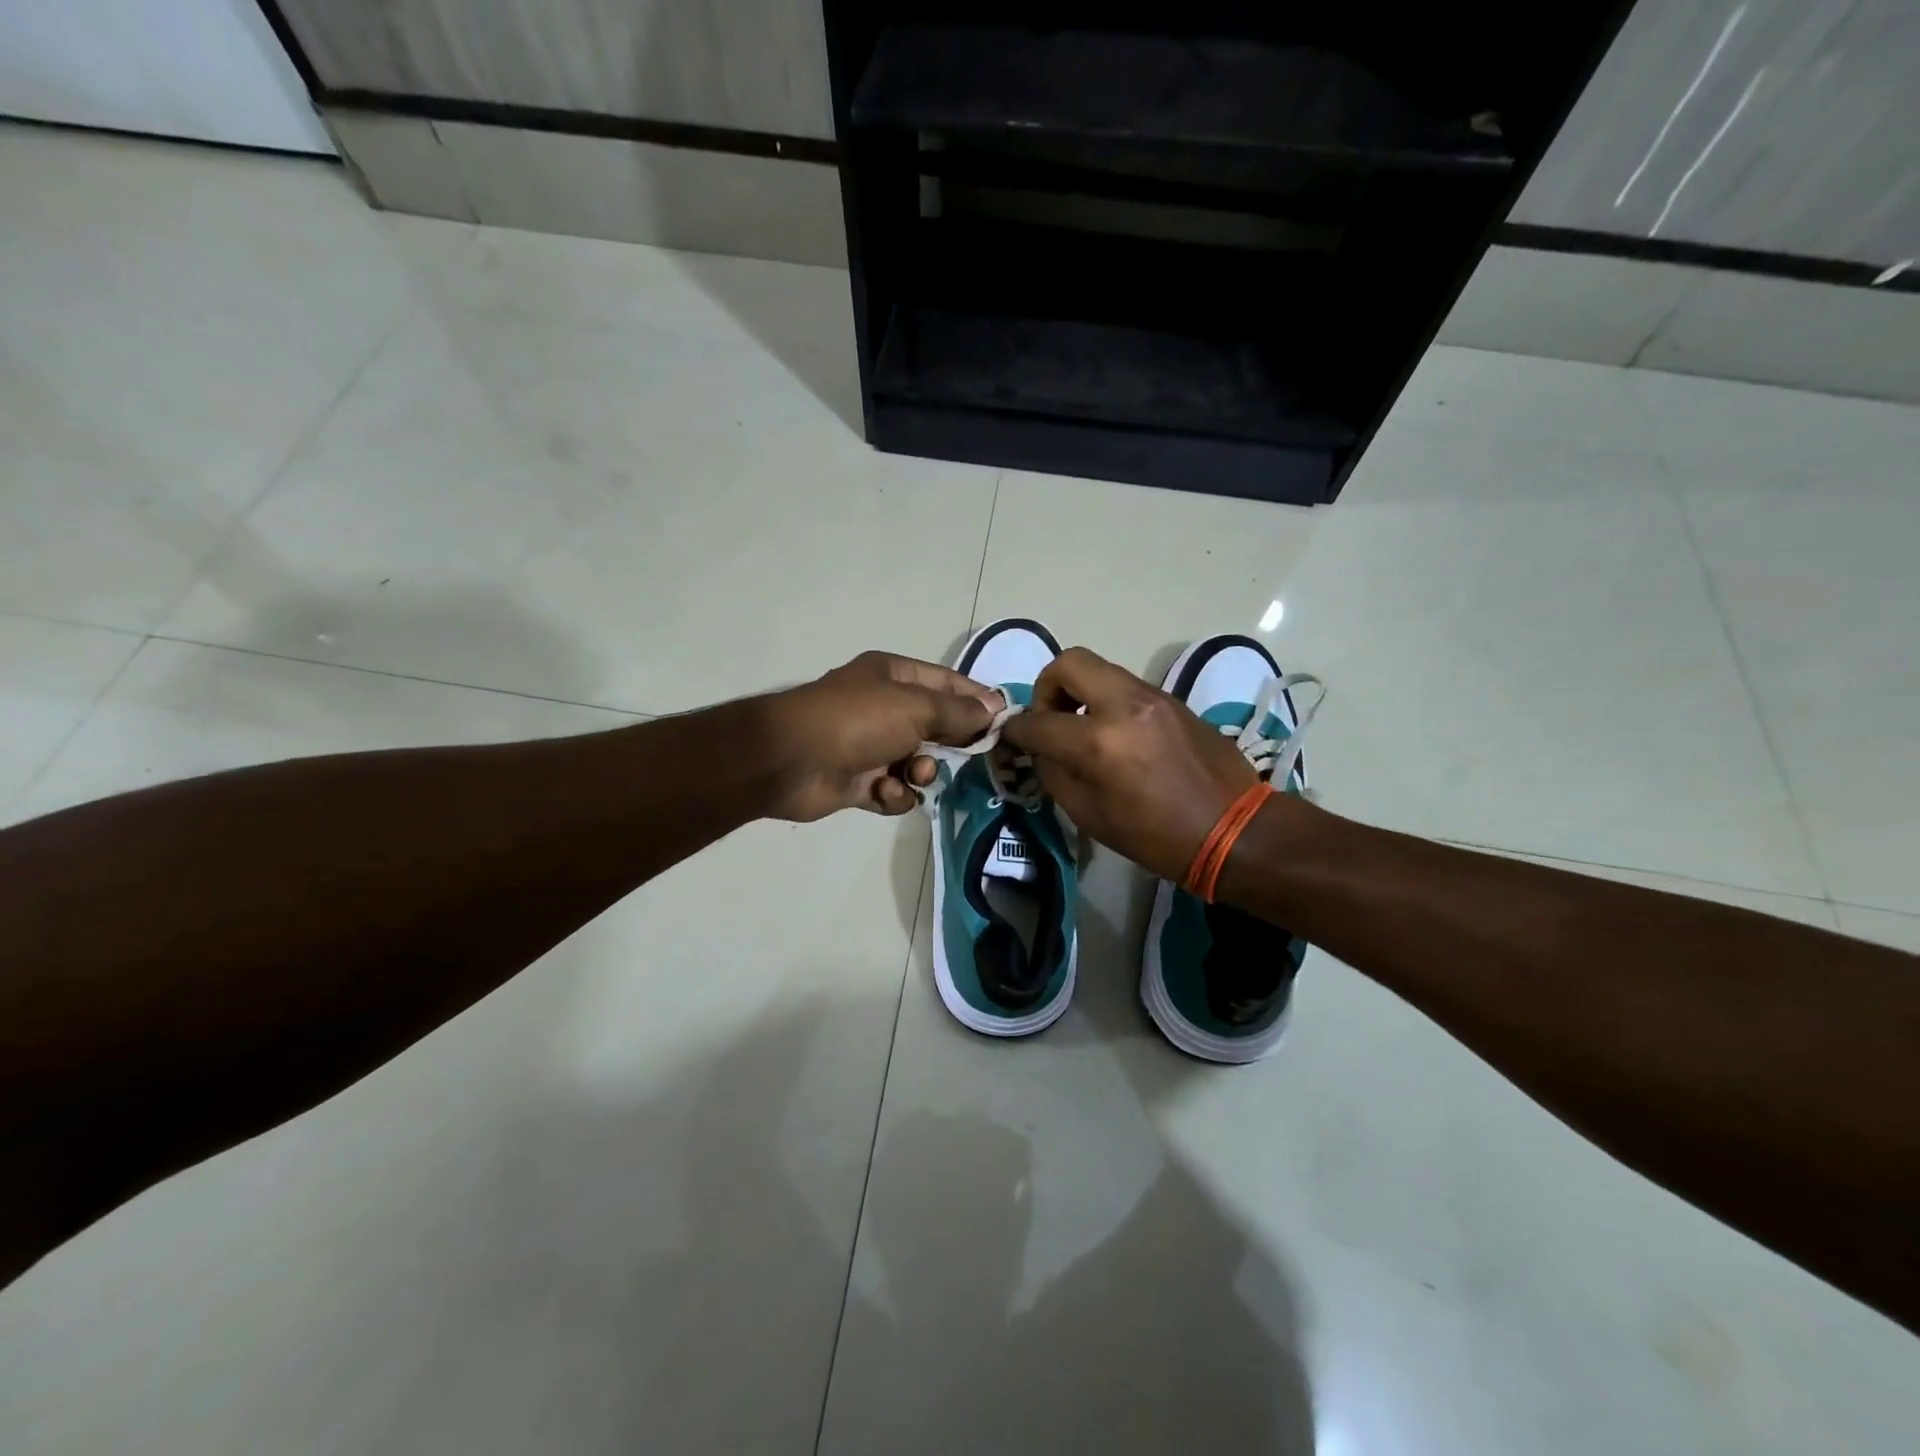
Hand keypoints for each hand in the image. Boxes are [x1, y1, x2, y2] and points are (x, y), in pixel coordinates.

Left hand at [762, 651, 998, 821]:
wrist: (790, 760)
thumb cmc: (857, 721)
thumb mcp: (916, 707)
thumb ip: (959, 711)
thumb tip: (995, 708)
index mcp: (893, 676)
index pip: (947, 683)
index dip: (976, 700)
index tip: (1004, 721)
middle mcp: (882, 707)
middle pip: (935, 725)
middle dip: (951, 742)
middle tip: (971, 755)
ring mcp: (869, 745)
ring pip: (917, 762)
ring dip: (921, 772)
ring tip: (913, 774)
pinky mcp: (858, 781)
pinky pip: (894, 790)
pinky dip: (894, 794)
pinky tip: (884, 792)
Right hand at [1001, 647, 1258, 880]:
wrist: (1234, 831)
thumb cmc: (1156, 837)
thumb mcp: (1089, 815)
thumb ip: (1055, 773)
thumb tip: (1040, 748)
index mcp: (1099, 741)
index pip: (1037, 721)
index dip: (1015, 730)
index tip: (1011, 736)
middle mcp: (1124, 705)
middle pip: (1069, 662)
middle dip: (1047, 686)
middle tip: (1050, 718)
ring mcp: (1153, 696)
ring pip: (1100, 669)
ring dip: (1080, 692)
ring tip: (1082, 728)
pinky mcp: (1173, 700)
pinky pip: (1126, 686)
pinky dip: (1107, 701)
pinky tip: (1116, 735)